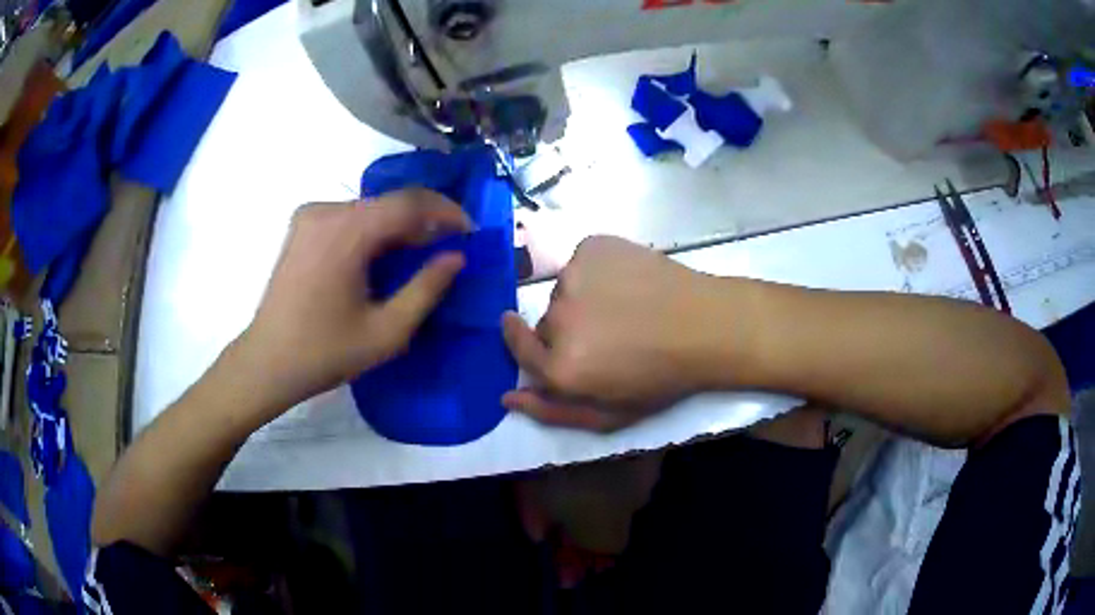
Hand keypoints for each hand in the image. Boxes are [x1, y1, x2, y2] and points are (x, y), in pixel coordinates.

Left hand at [233, 189, 470, 415]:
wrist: (267, 362)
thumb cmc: (325, 353)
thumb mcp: (386, 332)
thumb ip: (427, 289)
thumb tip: (456, 257)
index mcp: (346, 232)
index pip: (409, 202)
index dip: (446, 212)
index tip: (469, 233)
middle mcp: (326, 211)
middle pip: (389, 202)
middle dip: (424, 220)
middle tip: (448, 247)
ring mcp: (310, 216)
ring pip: (370, 208)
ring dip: (399, 225)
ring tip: (418, 255)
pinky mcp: (301, 226)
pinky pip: (349, 217)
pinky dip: (373, 230)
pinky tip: (380, 256)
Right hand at [502, 236, 749, 431]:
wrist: (707, 324)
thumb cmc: (662, 377)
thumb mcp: (610, 413)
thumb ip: (553, 411)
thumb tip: (507, 396)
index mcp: (561, 366)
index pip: (518, 348)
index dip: (521, 341)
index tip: (522, 330)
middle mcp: (559, 317)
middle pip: (546, 323)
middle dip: (567, 332)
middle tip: (608, 335)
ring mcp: (574, 274)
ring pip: (566, 292)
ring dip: (584, 300)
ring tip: (625, 308)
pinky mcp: (592, 246)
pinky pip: (582, 263)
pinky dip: (596, 272)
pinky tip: (629, 282)